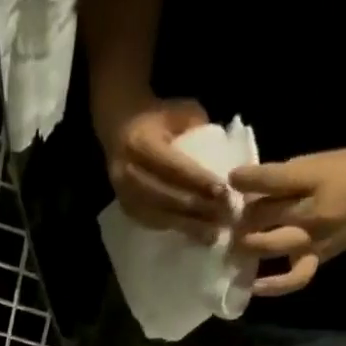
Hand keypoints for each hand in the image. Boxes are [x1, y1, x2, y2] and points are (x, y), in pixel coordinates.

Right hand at [99, 96, 229, 243]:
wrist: (120, 128)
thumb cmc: (157, 117)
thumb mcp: (179, 112)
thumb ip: (198, 132)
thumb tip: (221, 160)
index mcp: (140, 144)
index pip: (173, 168)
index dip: (199, 182)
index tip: (225, 192)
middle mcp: (128, 174)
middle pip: (167, 199)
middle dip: (198, 210)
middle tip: (226, 217)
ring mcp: (125, 197)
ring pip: (161, 217)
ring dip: (190, 226)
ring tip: (215, 233)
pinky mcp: (128, 211)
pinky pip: (155, 224)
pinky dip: (178, 229)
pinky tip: (197, 233)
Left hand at [229, 147, 345, 295]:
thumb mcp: (317, 163)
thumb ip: (283, 176)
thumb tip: (245, 188)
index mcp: (313, 177)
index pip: (274, 179)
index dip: (248, 179)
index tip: (231, 178)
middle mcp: (311, 210)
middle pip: (265, 215)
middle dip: (242, 217)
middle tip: (228, 219)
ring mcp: (312, 239)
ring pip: (271, 245)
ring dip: (248, 245)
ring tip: (235, 244)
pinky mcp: (316, 259)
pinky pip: (293, 278)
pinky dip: (272, 286)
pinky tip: (253, 287)